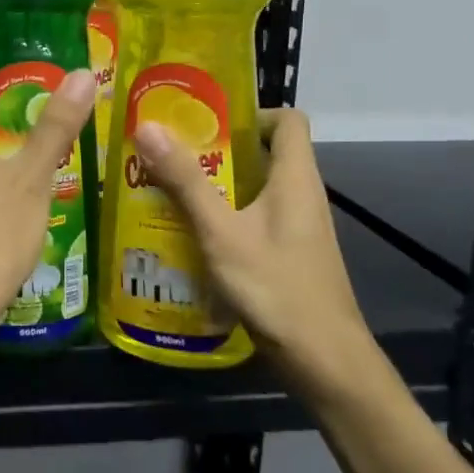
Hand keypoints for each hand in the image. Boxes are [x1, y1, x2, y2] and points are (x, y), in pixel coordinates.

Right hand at [131, 108, 375, 390]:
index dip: (252, 111)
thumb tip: (148, 126)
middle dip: (216, 148)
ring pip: (254, 188)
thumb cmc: (276, 287)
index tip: (206, 119)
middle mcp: (300, 194)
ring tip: (165, 185)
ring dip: (214, 184)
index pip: (288, 119)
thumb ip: (185, 181)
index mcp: (295, 177)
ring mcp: (295, 227)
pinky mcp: (286, 253)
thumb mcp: (222, 232)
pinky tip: (186, 231)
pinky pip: (252, 218)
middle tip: (169, 150)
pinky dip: (222, 216)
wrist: (324, 361)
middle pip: (263, 152)